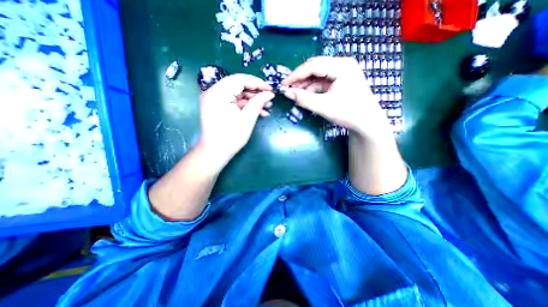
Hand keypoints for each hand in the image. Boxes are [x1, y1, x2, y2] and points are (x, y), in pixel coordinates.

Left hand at [197, 75, 272, 170]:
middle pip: (238, 85)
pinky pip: (233, 100)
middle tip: (269, 98)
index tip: (270, 89)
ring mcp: (214, 99)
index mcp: (218, 94)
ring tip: (267, 106)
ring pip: (237, 93)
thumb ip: (258, 103)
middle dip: (255, 91)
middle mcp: (213, 92)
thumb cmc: (231, 138)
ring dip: (252, 99)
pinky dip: (245, 104)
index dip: (257, 83)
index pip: (240, 79)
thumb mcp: (247, 119)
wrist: (215, 152)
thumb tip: (270, 93)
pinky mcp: (217, 105)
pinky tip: (258, 111)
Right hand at [280, 57, 391, 139]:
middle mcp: (342, 65)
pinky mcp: (340, 81)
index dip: (296, 75)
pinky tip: (306, 95)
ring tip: (295, 94)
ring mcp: (342, 72)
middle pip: (315, 68)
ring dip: (305, 84)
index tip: (283, 84)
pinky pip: (322, 82)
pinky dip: (313, 88)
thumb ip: (304, 99)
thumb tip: (286, 93)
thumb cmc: (349, 113)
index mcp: (342, 66)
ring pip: (318, 75)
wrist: (367, 123)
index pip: (313, 65)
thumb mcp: (324, 107)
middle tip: (288, 89)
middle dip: (300, 79)